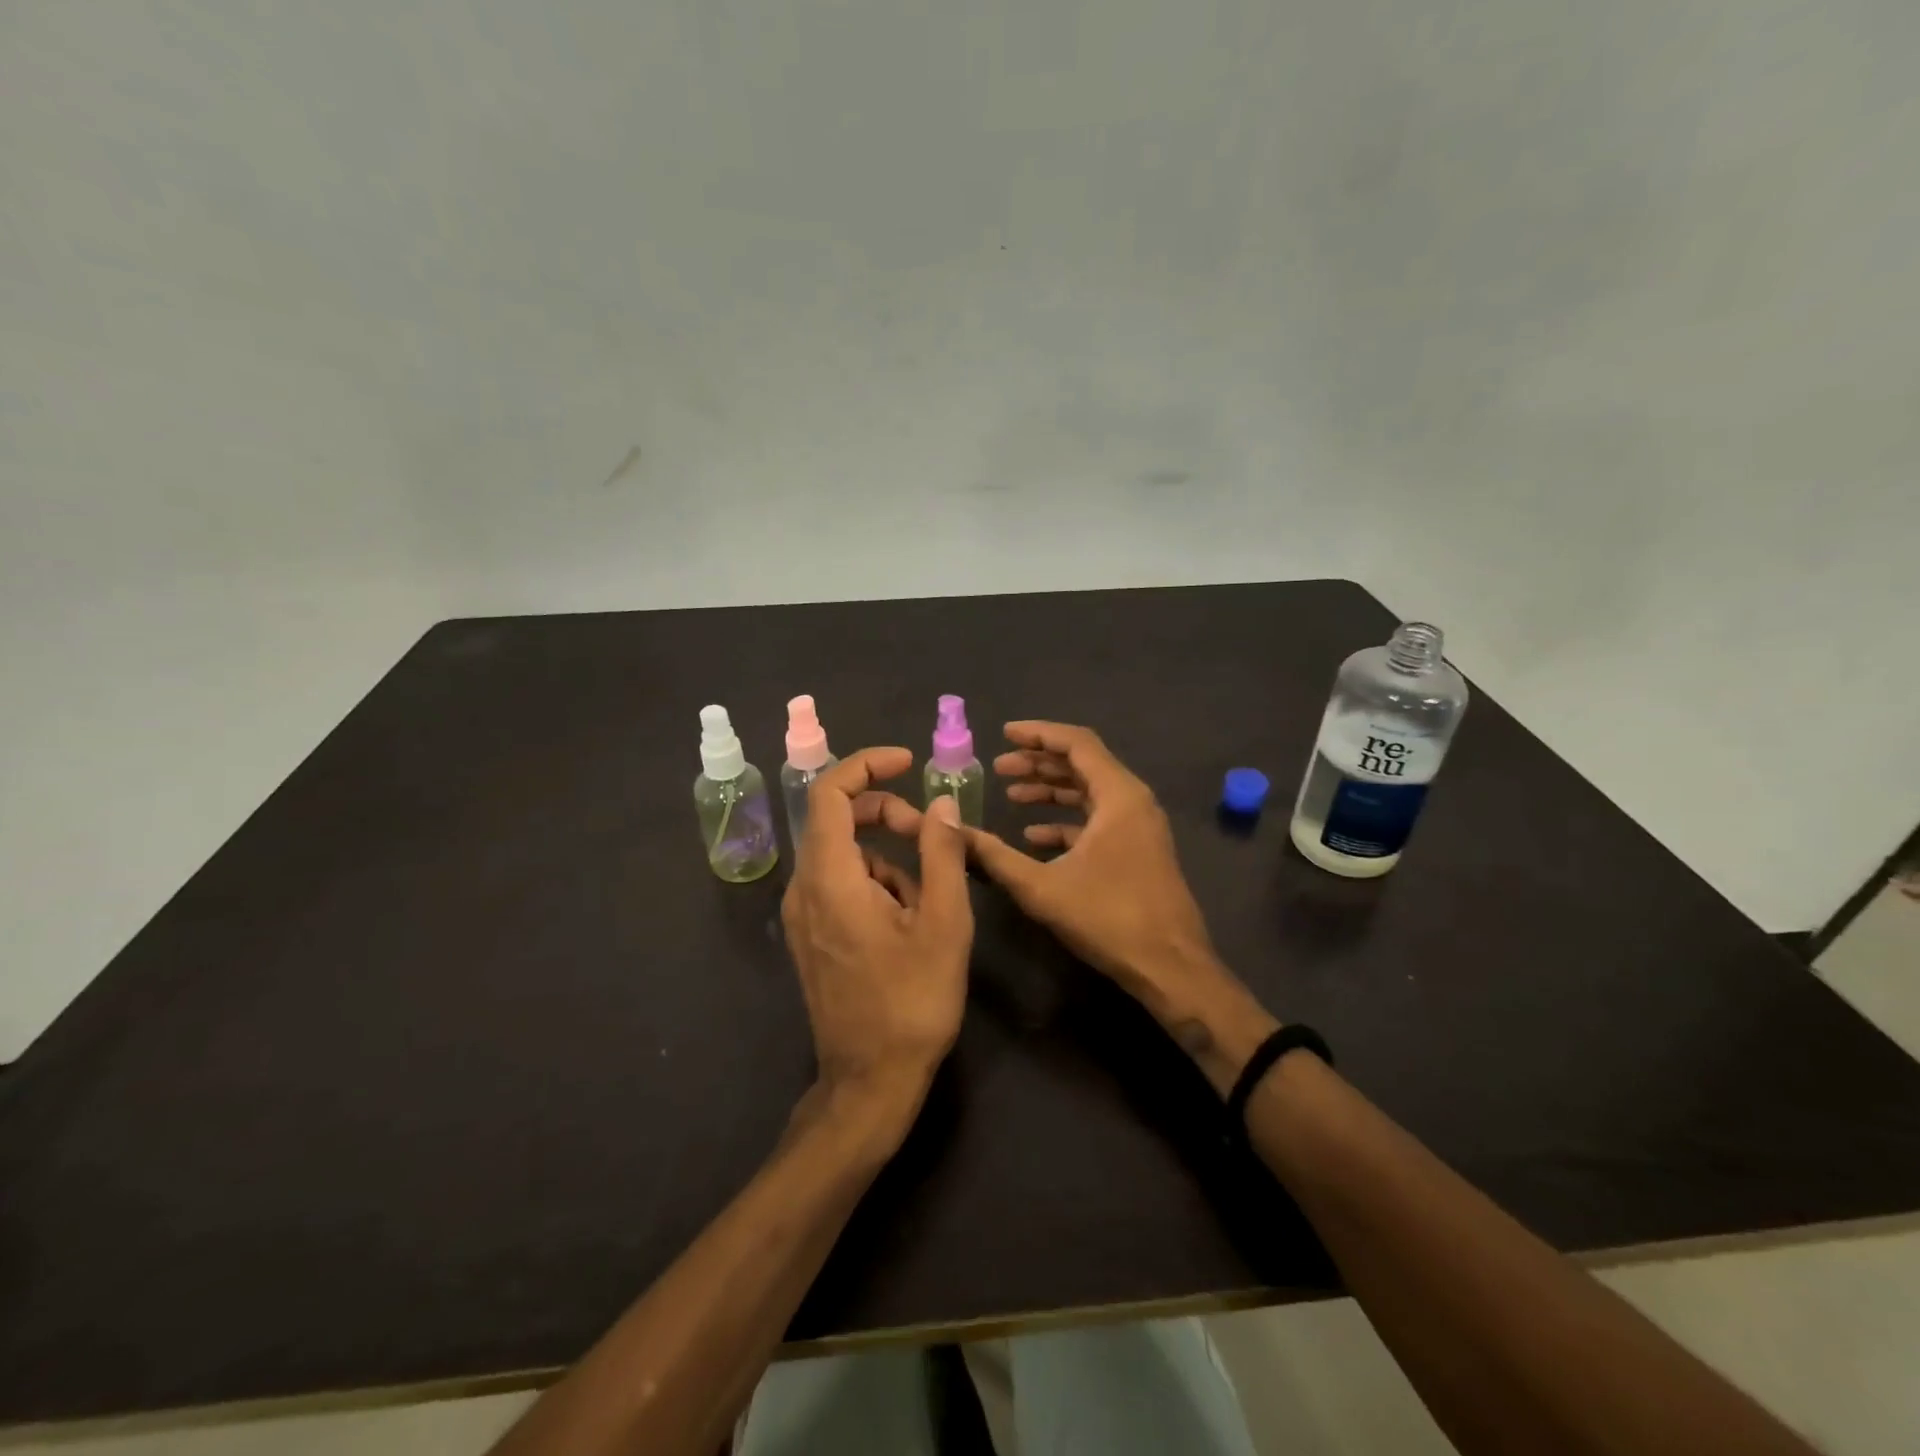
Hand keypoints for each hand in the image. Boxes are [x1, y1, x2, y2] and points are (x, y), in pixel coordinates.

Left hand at [781, 749, 973, 1117]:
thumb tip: (940, 804)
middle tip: (932, 834)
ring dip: (888, 856)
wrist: (869, 1081)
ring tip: (930, 897)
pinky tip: (907, 922)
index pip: (830, 792)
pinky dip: (875, 883)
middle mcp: (804, 887)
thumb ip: (942, 854)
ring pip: (844, 855)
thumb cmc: (912, 1001)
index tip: (907, 762)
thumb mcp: (944, 923)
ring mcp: (803, 915)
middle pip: (837, 820)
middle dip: (887, 813)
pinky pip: (840, 884)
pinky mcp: (810, 936)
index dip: (867, 765)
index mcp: (830, 877)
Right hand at [962, 722, 1218, 1002]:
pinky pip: (1098, 820)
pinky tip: (1034, 837)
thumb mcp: (1042, 887)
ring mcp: (1139, 826)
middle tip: (1000, 768)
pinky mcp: (1138, 849)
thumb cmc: (1109, 918)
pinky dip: (1066, 821)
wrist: (1170, 967)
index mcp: (1119, 795)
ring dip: (1051, 790)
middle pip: (1083, 764)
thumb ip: (994, 856)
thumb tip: (952, 831)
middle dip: (1039, 762)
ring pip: (1090, 792)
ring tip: (1012, 794)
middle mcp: (1133, 801)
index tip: (1003, 734)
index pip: (1077, 743)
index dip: (1038, 734)